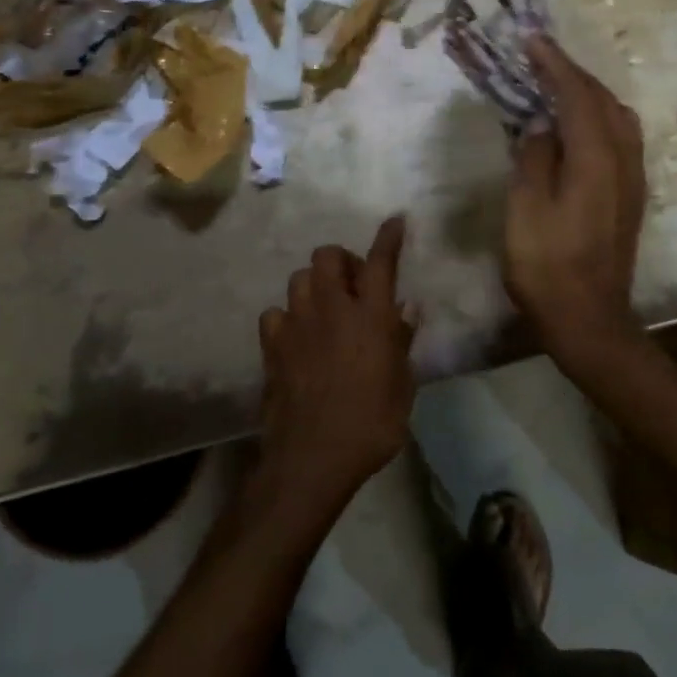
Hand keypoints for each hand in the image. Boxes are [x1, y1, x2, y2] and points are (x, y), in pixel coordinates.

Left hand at [255, 216, 414, 511]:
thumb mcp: (402, 385)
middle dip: (342, 261)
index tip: (394, 220)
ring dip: (316, 286)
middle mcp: (332, 308)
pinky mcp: (272, 344)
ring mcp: (297, 323)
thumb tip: (405, 308)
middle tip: (354, 288)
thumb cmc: (371, 424)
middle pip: (328, 255)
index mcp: (370, 316)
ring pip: (300, 278)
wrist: (313, 456)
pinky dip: (287, 318)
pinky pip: (275, 313)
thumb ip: (401, 341)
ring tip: (325, 311)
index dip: (388, 237)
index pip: (380, 262)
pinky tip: (297, 337)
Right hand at [504, 37, 645, 353]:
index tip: (531, 39)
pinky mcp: (630, 195)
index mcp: (596, 159)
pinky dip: (596, 116)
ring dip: (587, 93)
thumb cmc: (547, 265)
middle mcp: (623, 160)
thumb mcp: (526, 209)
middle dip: (572, 73)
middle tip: (540, 56)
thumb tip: (542, 123)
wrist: (588, 318)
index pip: (577, 96)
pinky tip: (577, 124)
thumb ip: (534, 157)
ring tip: (556, 83)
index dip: (554, 65)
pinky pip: (619, 137)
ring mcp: (632, 179)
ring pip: (617, 117)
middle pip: (603, 100)